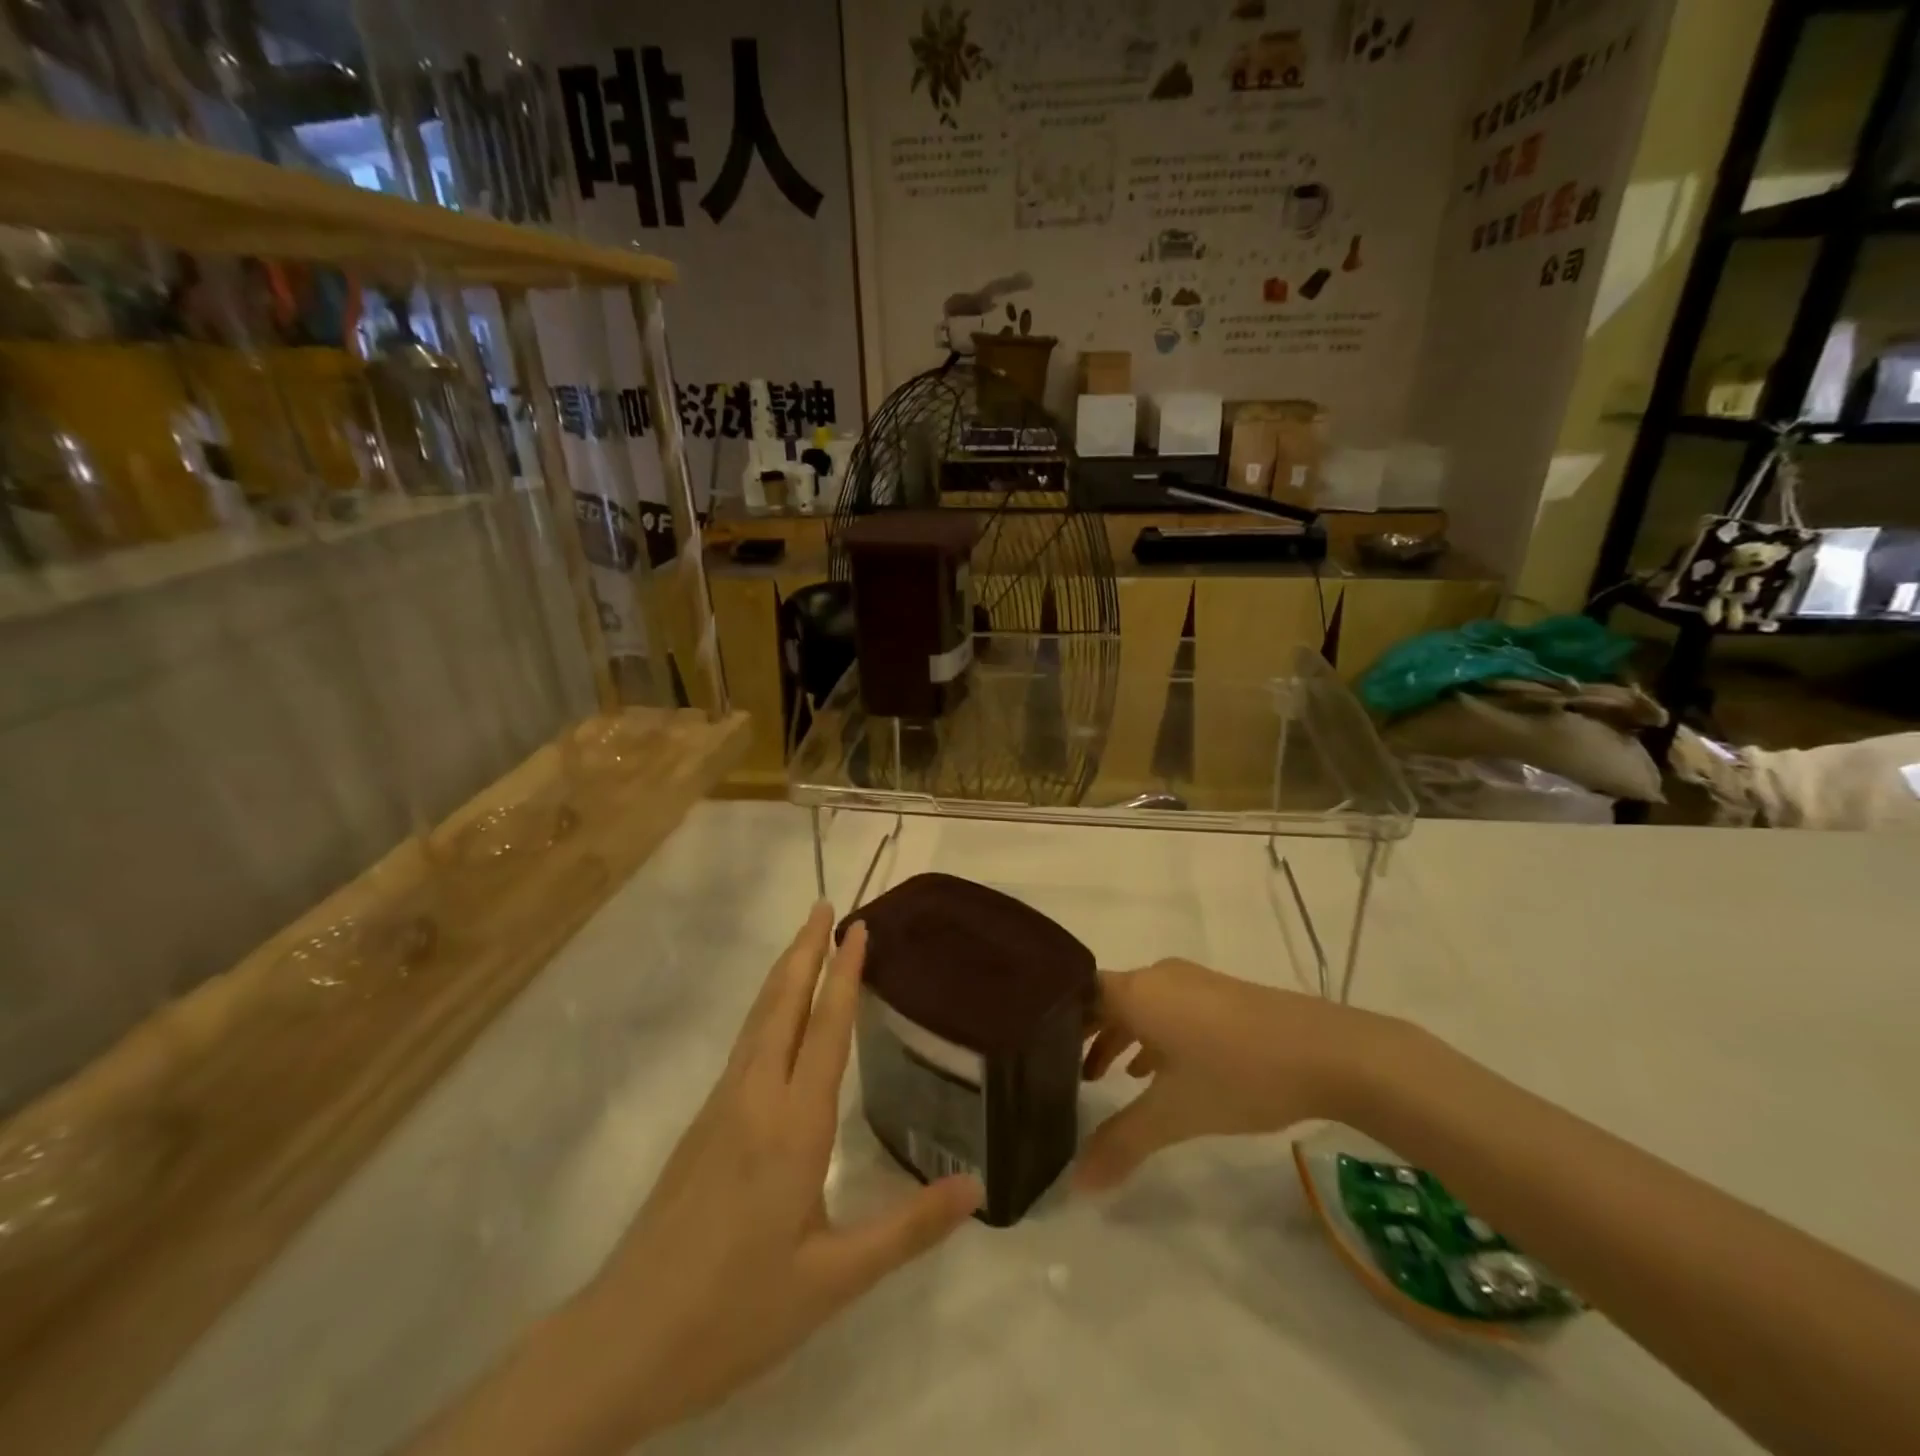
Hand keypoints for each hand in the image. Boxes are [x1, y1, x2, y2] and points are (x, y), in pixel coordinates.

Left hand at [584, 903, 982, 1437]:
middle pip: (782, 1005)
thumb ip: (908, 1229)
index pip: (826, 1029)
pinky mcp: (701, 1126)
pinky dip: (767, 1009)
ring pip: (757, 1021)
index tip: (859, 927)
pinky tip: (773, 1019)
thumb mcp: (834, 1281)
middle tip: (825, 906)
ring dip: (783, 974)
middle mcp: (755, 1099)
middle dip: (805, 951)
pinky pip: (744, 1046)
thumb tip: (976, 1187)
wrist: (622, 1341)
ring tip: (805, 942)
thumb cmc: (736, 1310)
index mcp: (793, 1126)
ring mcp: (720, 1108)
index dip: (845, 974)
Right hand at [1076, 958, 1385, 1191]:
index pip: (1077, 992)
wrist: (1328, 1052)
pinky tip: (1156, 1070)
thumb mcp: (1175, 1114)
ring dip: (1118, 1036)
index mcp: (1136, 991)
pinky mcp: (1219, 995)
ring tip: (1101, 1077)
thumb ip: (1122, 1144)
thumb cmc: (1237, 1074)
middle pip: (1105, 998)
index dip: (1053, 1018)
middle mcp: (1157, 976)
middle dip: (1082, 1033)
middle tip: (1058, 1070)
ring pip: (1138, 1004)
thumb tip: (1076, 1184)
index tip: (1032, 1049)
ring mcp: (1191, 982)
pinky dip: (1150, 1034)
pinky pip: (1165, 1007)